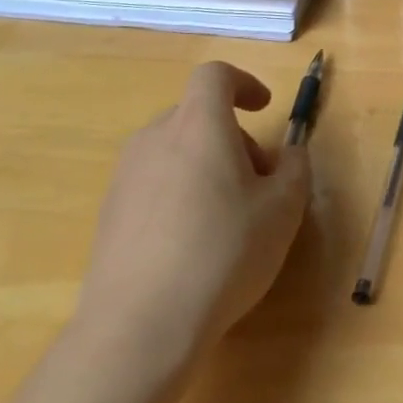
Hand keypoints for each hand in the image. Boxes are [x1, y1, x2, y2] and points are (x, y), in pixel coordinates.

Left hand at [75, 63, 310, 370]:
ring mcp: (125, 178)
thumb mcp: (284, 208)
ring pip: (175, 151)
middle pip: (196, 116)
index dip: (244, 83)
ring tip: (230, 216)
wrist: (140, 325)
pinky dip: (180, 193)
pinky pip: (154, 184)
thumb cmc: (225, 251)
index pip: (215, 76)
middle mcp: (155, 140)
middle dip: (233, 137)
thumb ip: (294, 168)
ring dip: (206, 165)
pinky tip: (194, 244)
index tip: (264, 108)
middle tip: (260, 180)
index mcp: (199, 125)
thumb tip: (287, 155)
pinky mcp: (108, 215)